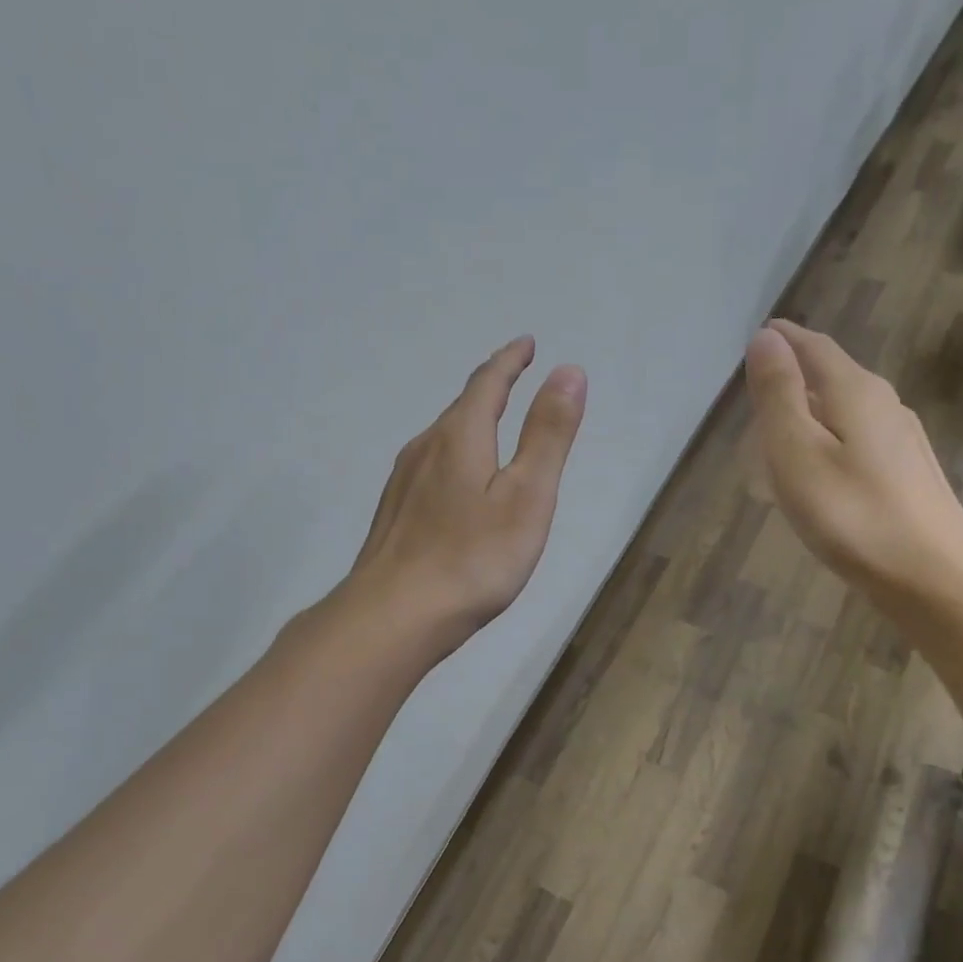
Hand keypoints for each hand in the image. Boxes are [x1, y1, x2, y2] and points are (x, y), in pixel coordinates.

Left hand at [350, 336, 586, 655]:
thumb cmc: (472, 558)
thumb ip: (548, 435)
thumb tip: (569, 371)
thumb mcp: (527, 496)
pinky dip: (452, 454)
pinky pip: (429, 465)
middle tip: (513, 377)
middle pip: (460, 406)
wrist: (394, 616)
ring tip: (489, 422)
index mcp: (460, 437)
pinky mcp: (393, 513)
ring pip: (441, 437)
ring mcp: (402, 482)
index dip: (510, 360)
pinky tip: (454, 480)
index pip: (487, 383)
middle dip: (489, 387)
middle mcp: (424, 448)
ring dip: (468, 420)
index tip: (527, 345)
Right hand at [743, 318, 962, 609]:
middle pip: (833, 374)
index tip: (759, 334)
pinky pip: (860, 438)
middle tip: (760, 385)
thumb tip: (766, 337)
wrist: (933, 578)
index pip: (814, 347)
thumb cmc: (851, 515)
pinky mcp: (910, 474)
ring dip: (814, 408)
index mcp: (855, 391)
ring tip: (783, 426)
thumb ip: (779, 395)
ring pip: (848, 408)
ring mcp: (904, 440)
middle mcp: (885, 404)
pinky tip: (823, 467)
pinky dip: (832, 437)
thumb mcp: (797, 453)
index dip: (784, 339)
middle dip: (797, 372)